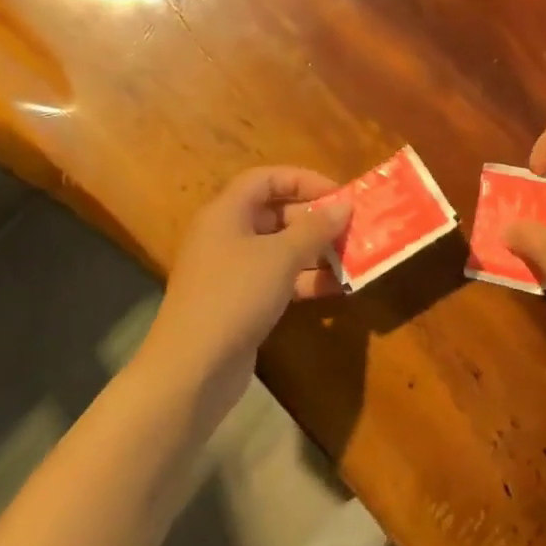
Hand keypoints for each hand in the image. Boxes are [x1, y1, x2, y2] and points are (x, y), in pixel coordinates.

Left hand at [144, 167, 350, 406]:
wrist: (193, 367)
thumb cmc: (235, 295)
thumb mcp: (281, 256)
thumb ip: (315, 228)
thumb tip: (344, 205)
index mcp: (227, 213)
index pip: (266, 178)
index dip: (303, 180)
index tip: (339, 195)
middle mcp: (226, 235)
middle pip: (275, 213)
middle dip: (315, 219)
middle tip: (351, 229)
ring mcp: (232, 271)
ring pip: (279, 249)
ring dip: (315, 252)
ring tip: (352, 258)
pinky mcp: (240, 302)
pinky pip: (277, 279)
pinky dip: (304, 280)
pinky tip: (336, 288)